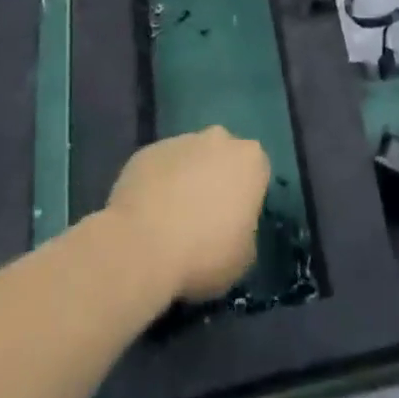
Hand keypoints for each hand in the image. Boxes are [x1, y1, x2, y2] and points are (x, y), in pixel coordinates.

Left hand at [106, 127, 270, 303]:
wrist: (141, 247)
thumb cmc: (204, 253)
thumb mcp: (243, 257)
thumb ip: (245, 232)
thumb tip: (232, 229)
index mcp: (250, 159)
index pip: (257, 173)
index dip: (246, 198)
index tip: (234, 223)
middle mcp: (218, 139)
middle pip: (222, 157)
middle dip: (215, 180)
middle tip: (203, 219)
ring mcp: (179, 141)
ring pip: (189, 159)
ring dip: (184, 181)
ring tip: (169, 221)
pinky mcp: (146, 152)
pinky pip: (158, 168)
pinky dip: (156, 186)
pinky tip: (146, 217)